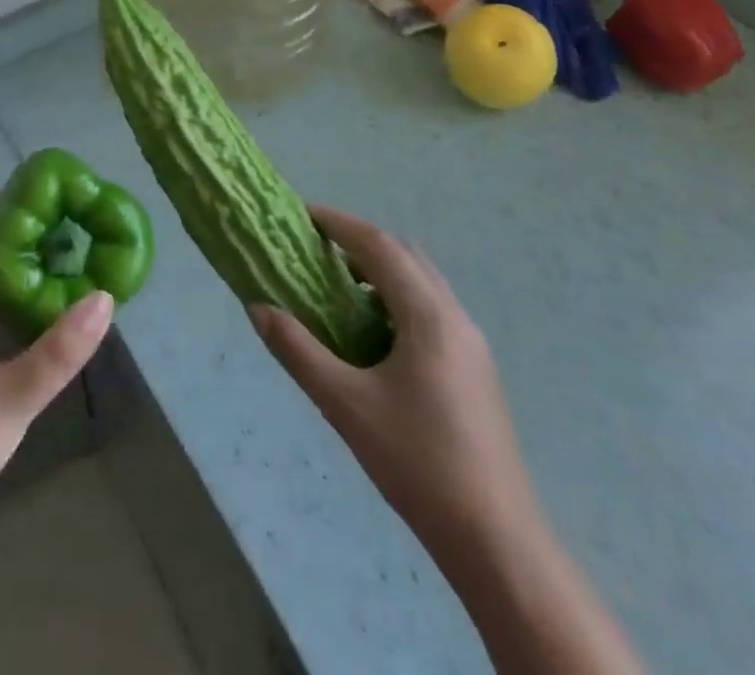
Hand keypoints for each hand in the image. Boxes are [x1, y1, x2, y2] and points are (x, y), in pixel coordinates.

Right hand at [247, 206, 541, 566]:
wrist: (496, 540)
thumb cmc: (417, 463)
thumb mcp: (344, 405)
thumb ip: (297, 351)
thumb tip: (258, 308)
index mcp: (428, 317)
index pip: (379, 246)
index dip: (339, 224)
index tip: (302, 215)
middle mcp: (455, 317)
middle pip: (405, 254)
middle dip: (359, 240)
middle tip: (316, 247)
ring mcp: (471, 343)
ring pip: (422, 281)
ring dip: (380, 269)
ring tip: (338, 285)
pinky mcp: (476, 368)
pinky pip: (431, 308)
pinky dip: (397, 297)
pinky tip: (373, 332)